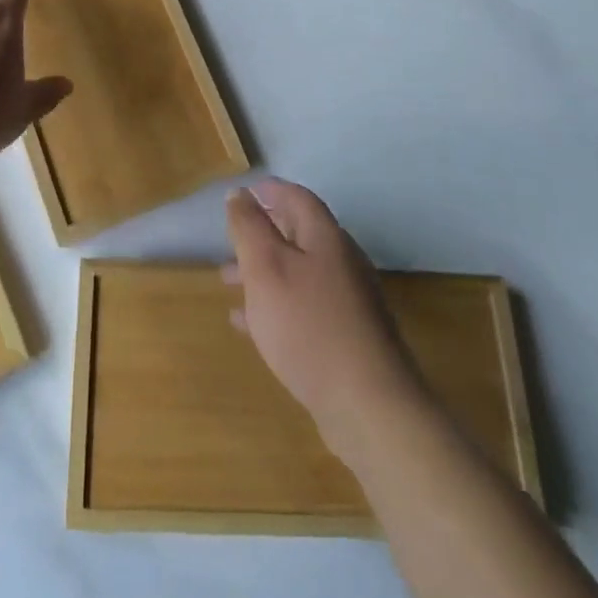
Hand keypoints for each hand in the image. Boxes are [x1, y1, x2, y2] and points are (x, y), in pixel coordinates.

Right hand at [224, 179, 427, 456]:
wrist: (369, 406)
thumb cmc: (308, 325)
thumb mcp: (266, 268)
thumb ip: (249, 227)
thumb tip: (239, 193)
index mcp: (326, 238)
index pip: (298, 198)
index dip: (270, 190)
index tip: (244, 192)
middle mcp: (342, 263)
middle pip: (299, 235)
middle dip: (263, 233)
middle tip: (231, 239)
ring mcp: (349, 303)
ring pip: (299, 273)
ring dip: (263, 272)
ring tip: (228, 282)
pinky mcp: (348, 339)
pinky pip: (305, 308)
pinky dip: (276, 305)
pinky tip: (250, 325)